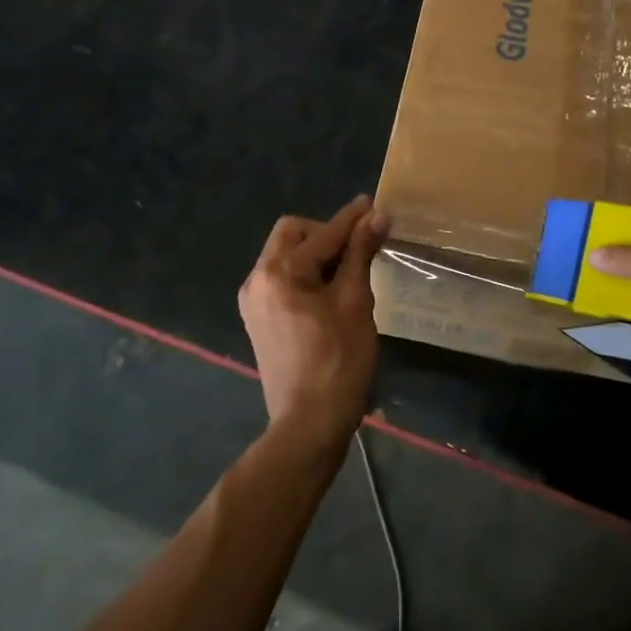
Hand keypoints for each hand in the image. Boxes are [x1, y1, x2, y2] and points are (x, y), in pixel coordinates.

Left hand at [238, 195, 388, 446]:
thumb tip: (376, 216)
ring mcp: (253, 301)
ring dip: (315, 253)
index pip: (323, 233)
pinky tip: (329, 291)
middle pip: (292, 234)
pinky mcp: (258, 320)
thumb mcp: (355, 302)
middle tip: (358, 246)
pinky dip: (304, 274)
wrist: (309, 425)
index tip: (374, 205)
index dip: (351, 219)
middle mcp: (257, 278)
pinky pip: (281, 280)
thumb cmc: (338, 361)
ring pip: (285, 256)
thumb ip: (361, 253)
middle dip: (326, 233)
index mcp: (279, 271)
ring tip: (349, 269)